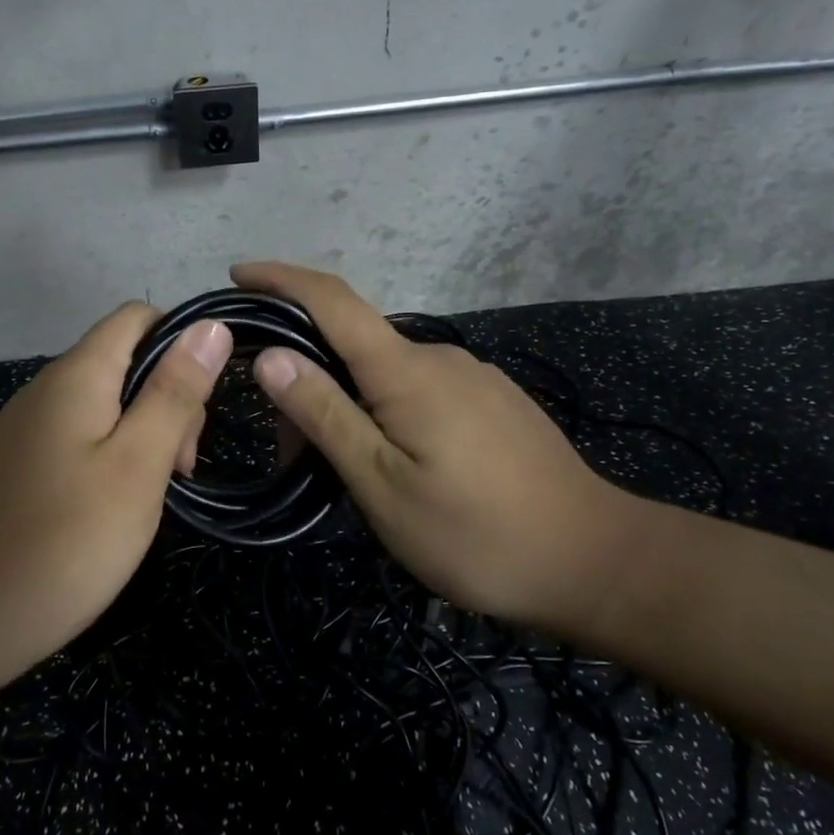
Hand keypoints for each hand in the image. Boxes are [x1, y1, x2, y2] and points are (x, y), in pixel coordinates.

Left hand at [0, 303, 230, 688]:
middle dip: (167, 400)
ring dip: (143, 436)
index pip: (138, 318)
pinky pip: (79, 440)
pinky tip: (113, 511)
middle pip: (125, 362)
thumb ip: (174, 393)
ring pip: (105, 406)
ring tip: (151, 497)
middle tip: (179, 469)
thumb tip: (211, 325)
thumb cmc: (61, 543)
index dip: (182, 344)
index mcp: (77, 376)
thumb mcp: (137, 466)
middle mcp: (45, 389)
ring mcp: (26, 430)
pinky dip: (111, 461)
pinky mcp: (17, 468)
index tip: (204, 405)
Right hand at [233, 262, 638, 630]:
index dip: (280, 279)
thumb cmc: (476, 533)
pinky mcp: (493, 402)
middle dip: (307, 378)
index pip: (331, 299)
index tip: (238, 274)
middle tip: (287, 451)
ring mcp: (473, 378)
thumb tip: (271, 355)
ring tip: (337, 471)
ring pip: (388, 374)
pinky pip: (421, 391)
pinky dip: (385, 412)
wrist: (595, 560)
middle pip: (353, 344)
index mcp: (406, 370)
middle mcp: (440, 357)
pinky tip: (392, 463)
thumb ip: (326, 415)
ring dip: (348, 403)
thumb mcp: (383, 484)